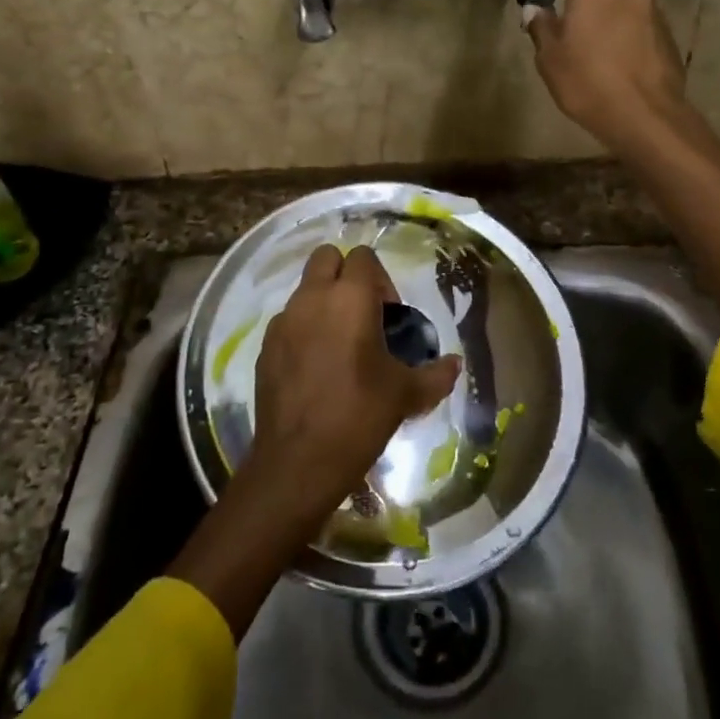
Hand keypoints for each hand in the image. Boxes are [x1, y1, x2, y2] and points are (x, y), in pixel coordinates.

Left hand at [245, 244, 461, 524]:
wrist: (298, 462)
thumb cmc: (359, 416)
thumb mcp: (407, 395)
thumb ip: (436, 374)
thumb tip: (454, 364)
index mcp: (350, 298)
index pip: (364, 257)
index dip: (381, 280)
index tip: (389, 316)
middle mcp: (312, 298)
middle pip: (327, 257)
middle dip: (346, 275)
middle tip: (364, 315)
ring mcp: (283, 321)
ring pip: (305, 289)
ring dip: (324, 303)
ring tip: (341, 346)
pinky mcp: (265, 347)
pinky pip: (289, 321)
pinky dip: (304, 330)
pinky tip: (317, 368)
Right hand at [526, 0, 689, 151]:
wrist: (645, 115)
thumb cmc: (587, 82)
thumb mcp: (550, 59)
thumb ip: (542, 28)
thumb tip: (535, 9)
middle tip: (580, 18)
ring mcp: (653, 9)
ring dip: (615, 12)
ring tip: (601, 45)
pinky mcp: (669, 33)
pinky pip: (644, 22)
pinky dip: (632, 31)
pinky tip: (622, 60)